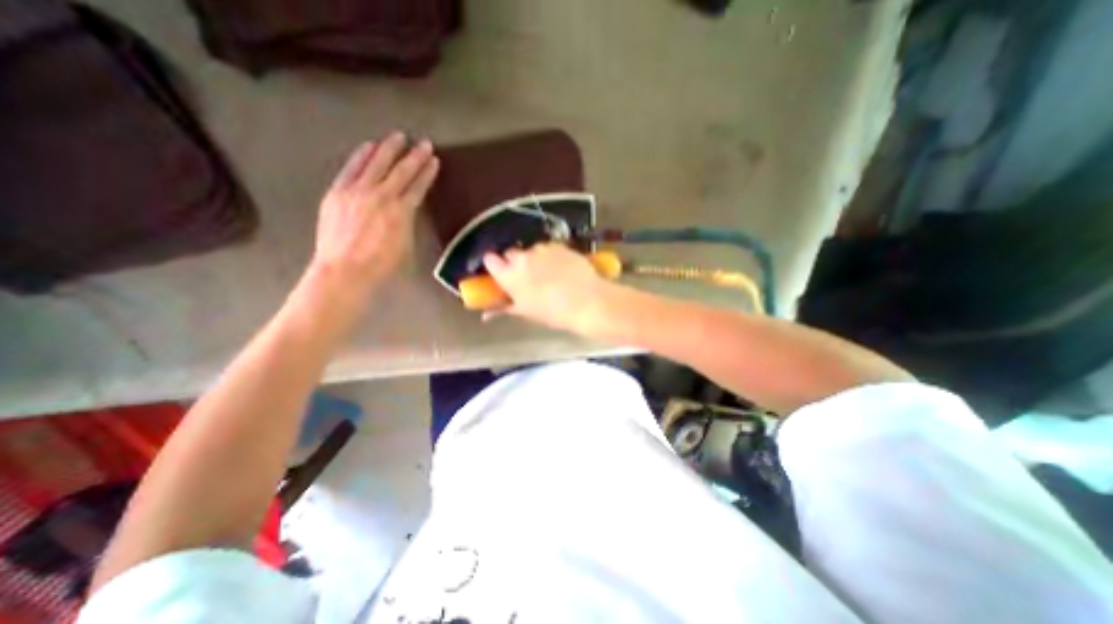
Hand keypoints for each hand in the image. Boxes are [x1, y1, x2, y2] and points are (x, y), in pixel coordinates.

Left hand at [310, 130, 442, 293]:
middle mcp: (381, 195)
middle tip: (424, 142)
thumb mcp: (406, 245)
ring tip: (399, 136)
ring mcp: (357, 191)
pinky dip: (362, 155)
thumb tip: (407, 208)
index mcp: (401, 211)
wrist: (344, 270)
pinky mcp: (338, 191)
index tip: (434, 160)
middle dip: (415, 155)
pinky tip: (369, 145)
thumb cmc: (382, 265)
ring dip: (389, 148)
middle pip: (401, 170)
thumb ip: (407, 222)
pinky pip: (352, 167)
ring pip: (376, 163)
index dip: (427, 172)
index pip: (417, 186)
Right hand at [483, 242, 612, 333]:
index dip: (494, 265)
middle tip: (526, 276)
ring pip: (531, 250)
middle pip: (510, 253)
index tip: (500, 271)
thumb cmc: (553, 313)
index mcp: (509, 275)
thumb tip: (486, 314)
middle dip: (514, 262)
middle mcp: (522, 257)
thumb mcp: (526, 312)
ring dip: (534, 258)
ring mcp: (542, 249)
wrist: (587, 302)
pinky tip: (562, 268)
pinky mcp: (559, 246)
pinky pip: (549, 248)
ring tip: (548, 273)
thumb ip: (505, 307)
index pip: (490, 260)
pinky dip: (551, 256)